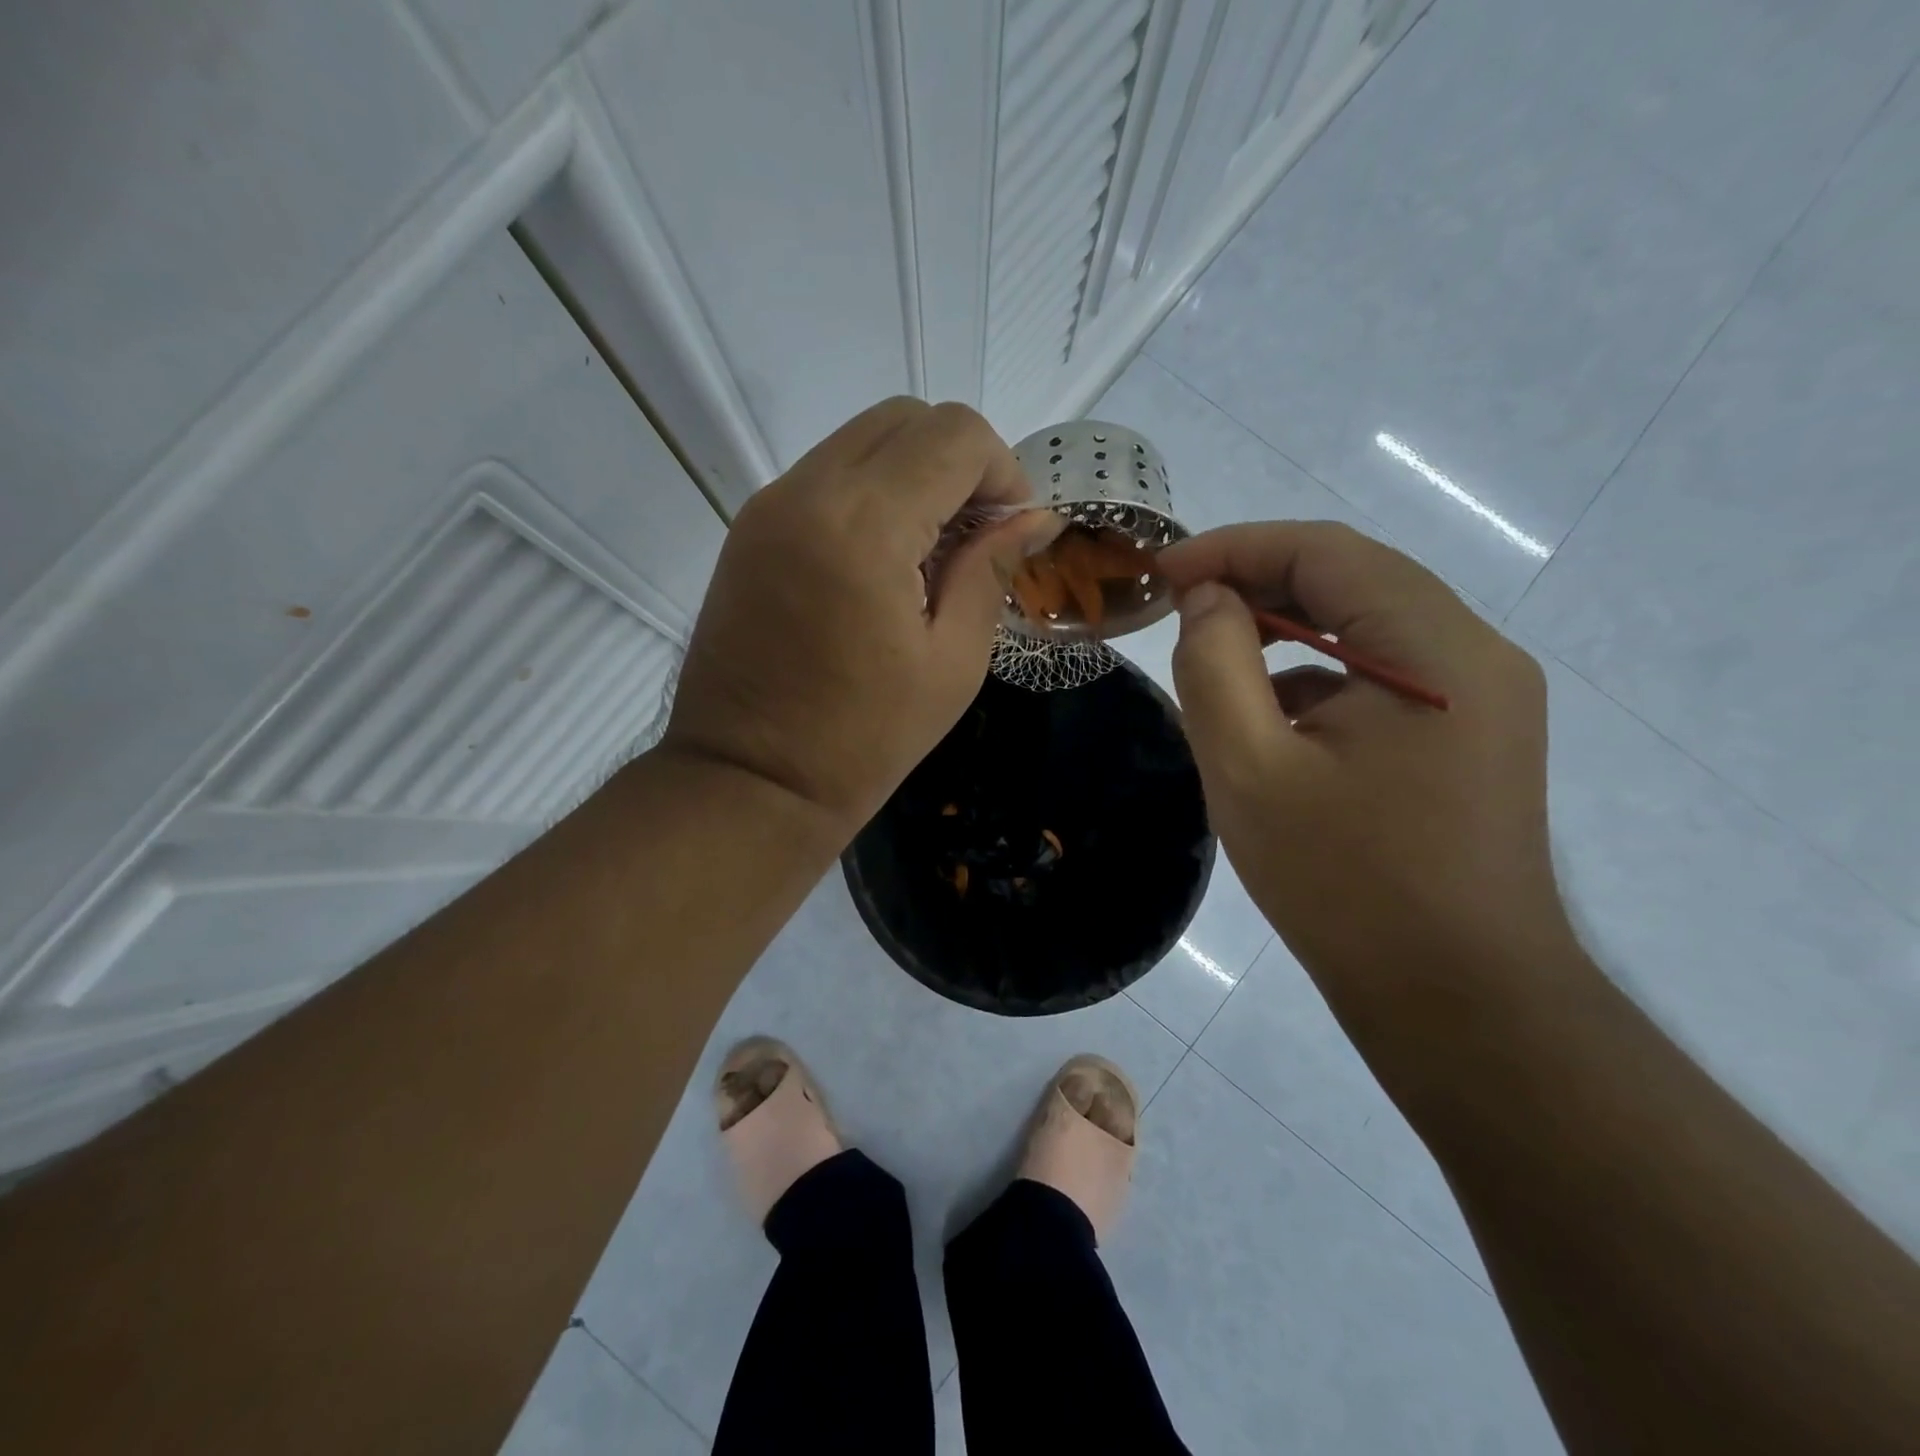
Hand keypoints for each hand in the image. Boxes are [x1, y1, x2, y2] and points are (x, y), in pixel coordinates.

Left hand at [663, 398, 1059, 837]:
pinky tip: (885, 561)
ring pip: (862, 440)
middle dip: (961, 461)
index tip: (1012, 532)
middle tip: (977, 535)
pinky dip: (871, 492)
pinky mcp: (750, 529)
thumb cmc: (863, 740)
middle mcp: (808, 492)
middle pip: (906, 417)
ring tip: (932, 553)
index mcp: (865, 525)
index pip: (955, 435)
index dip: (1003, 471)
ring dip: (915, 473)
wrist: (749, 782)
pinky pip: (826, 475)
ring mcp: (769, 506)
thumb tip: (1035, 518)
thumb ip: (991, 570)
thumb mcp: (952, 662)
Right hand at [1157, 522, 1576, 1043]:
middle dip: (1257, 582)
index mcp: (1436, 650)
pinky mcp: (1467, 738)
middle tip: (1177, 606)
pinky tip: (1269, 719)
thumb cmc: (1346, 885)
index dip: (1235, 547)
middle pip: (1353, 579)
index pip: (1327, 552)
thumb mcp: (1250, 770)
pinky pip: (1380, 677)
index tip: (1161, 572)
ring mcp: (1479, 699)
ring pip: (1365, 627)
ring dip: (1286, 628)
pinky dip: (1316, 675)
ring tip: (1214, 656)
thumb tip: (1207, 599)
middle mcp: (1474, 656)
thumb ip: (1215, 666)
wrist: (1458, 1002)